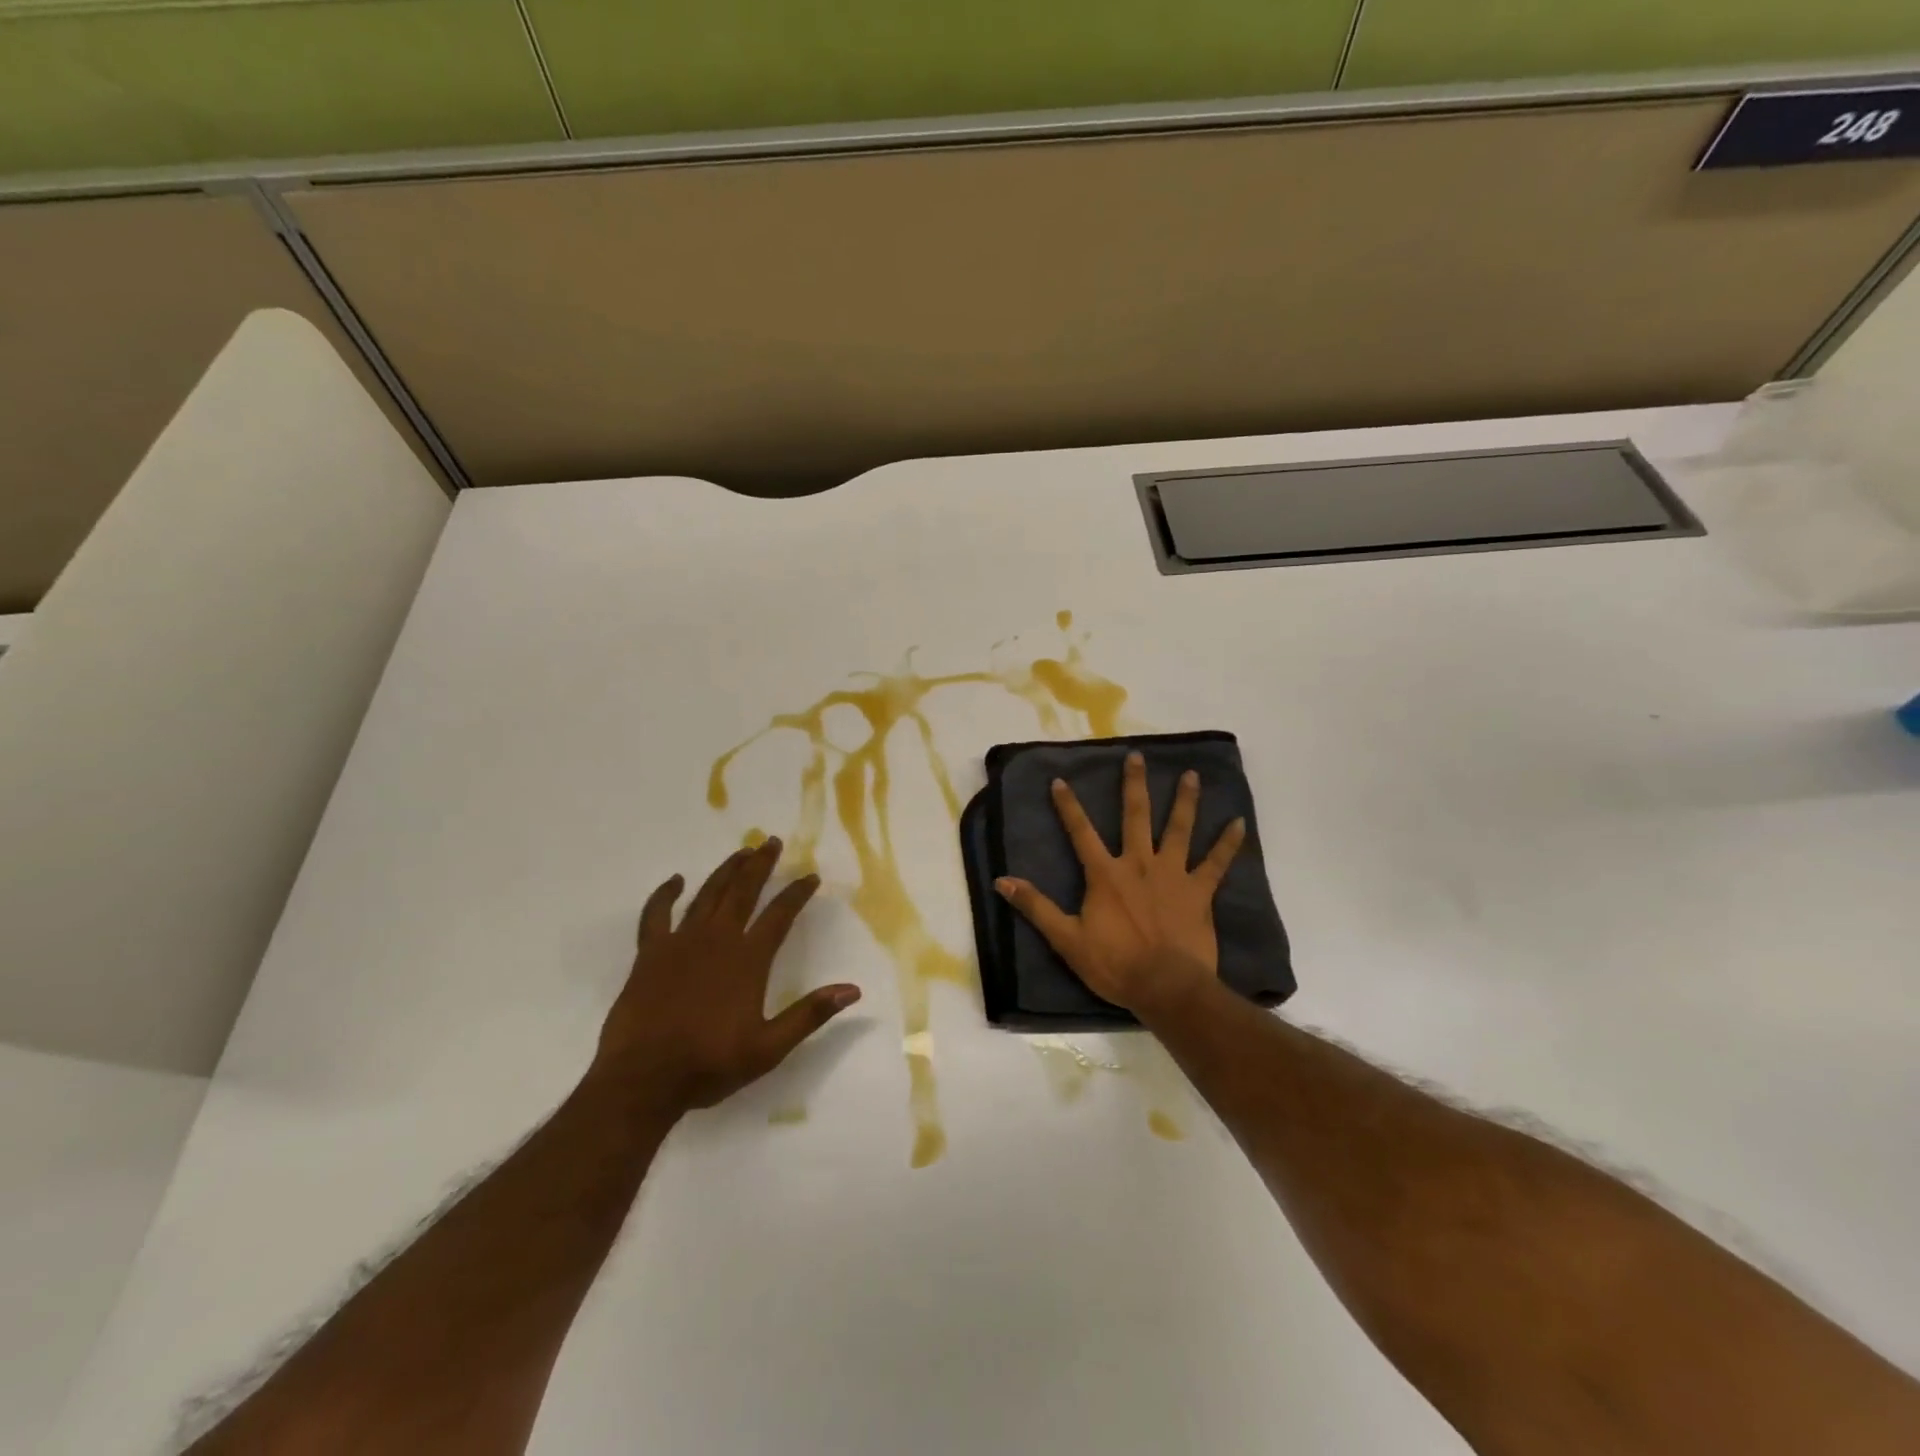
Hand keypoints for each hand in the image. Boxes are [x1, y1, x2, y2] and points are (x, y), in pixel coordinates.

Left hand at [589, 838, 860, 1113]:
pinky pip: (656, 914)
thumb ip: (810, 1014)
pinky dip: (664, 895)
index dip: (797, 893)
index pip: (780, 915)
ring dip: (726, 870)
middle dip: (760, 865)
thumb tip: (852, 990)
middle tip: (771, 841)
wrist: (643, 1079)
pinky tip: (675, 881)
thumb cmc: (709, 1064)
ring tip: (741, 852)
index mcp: (748, 960)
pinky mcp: (650, 953)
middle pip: (743, 891)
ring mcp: (680, 942)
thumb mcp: (769, 1048)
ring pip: (707, 894)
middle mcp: (718, 940)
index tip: (810, 876)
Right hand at [996, 752, 1243, 1018]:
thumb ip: (1036, 907)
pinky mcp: (1199, 891)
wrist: (1166, 986)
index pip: (1081, 833)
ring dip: (1185, 801)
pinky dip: (1229, 843)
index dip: (1069, 806)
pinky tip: (1239, 822)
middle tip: (1137, 756)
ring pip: (1179, 829)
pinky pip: (1217, 862)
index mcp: (1105, 874)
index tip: (1061, 781)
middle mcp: (1139, 864)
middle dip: (1134, 784)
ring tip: (1191, 775)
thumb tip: (1002, 882)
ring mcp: (1173, 875)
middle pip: (1136, 816)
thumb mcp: (1066, 938)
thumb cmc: (1114, 964)